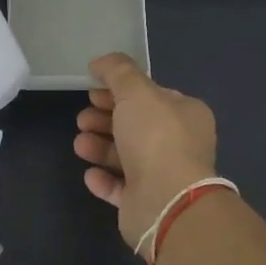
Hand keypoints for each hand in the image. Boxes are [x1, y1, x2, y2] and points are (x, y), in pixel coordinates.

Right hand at [73, 52, 218, 247]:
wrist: (166, 201)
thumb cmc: (156, 137)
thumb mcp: (136, 91)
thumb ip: (117, 71)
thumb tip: (100, 62)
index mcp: (185, 114)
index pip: (151, 96)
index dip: (120, 90)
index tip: (93, 90)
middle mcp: (178, 144)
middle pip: (135, 125)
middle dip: (104, 118)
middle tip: (82, 118)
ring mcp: (163, 176)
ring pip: (125, 156)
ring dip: (99, 147)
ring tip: (80, 144)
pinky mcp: (146, 202)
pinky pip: (121, 186)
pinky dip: (104, 179)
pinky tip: (90, 173)